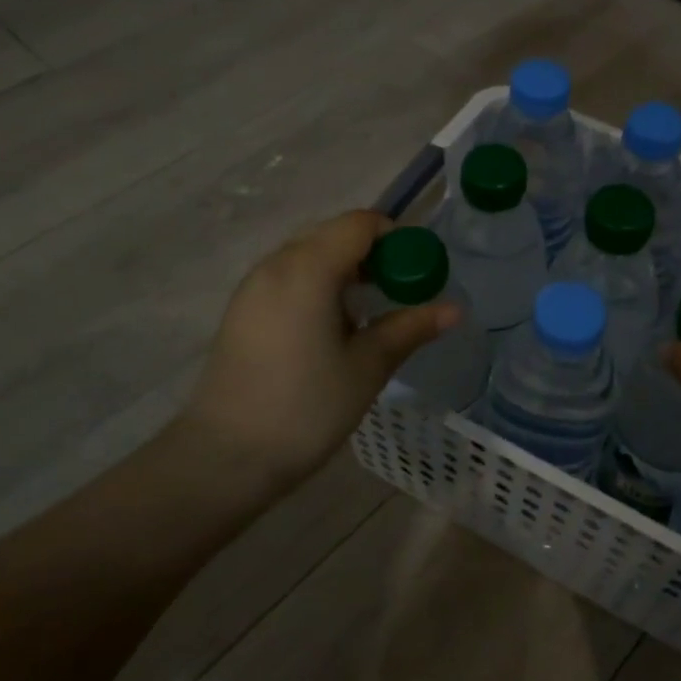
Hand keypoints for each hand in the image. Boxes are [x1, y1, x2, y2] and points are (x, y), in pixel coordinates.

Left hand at [179, 210, 458, 494]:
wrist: (226, 456)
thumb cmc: (306, 408)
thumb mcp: (368, 367)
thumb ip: (410, 328)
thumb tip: (454, 309)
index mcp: (308, 269)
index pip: (360, 224)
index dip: (396, 238)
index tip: (417, 273)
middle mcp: (276, 264)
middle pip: (333, 234)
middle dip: (372, 254)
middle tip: (397, 293)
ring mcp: (253, 286)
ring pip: (308, 255)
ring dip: (344, 269)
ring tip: (367, 313)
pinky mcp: (242, 309)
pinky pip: (288, 276)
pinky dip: (318, 284)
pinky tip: (330, 328)